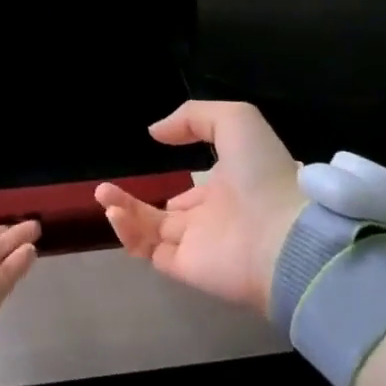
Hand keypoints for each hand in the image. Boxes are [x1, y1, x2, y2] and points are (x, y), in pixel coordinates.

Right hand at [97, 101, 305, 319]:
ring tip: (102, 193)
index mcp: (230, 188)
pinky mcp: (185, 268)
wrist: (283, 234)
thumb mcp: (234, 120)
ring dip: (124, 212)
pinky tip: (113, 212)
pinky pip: (149, 251)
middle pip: (168, 215)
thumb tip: (155, 132)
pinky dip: (128, 234)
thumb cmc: (262, 172)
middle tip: (108, 189)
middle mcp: (212, 218)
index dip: (180, 187)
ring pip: (152, 231)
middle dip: (137, 202)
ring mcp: (198, 244)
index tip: (156, 171)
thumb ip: (193, 118)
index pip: (198, 193)